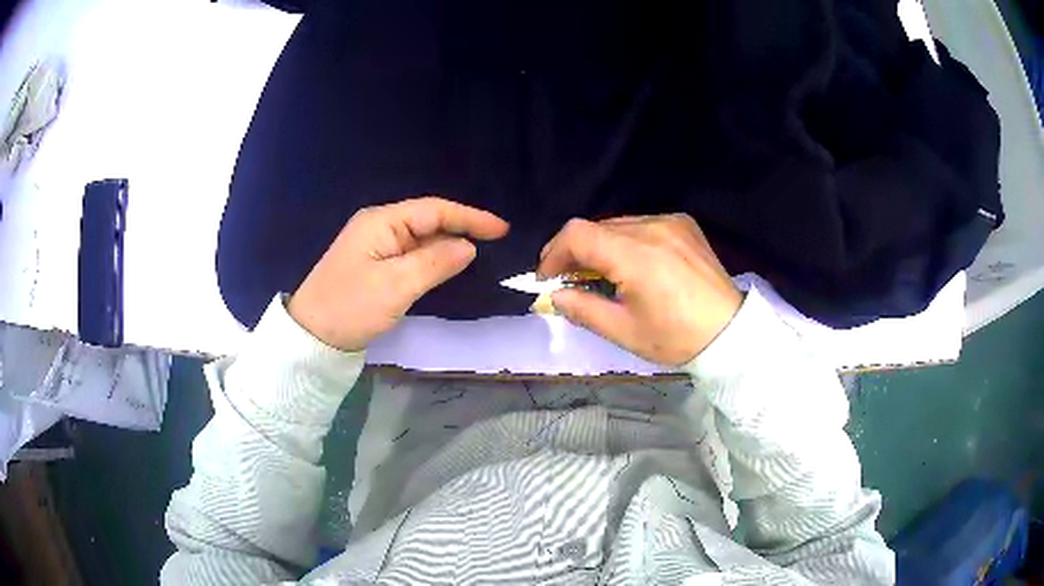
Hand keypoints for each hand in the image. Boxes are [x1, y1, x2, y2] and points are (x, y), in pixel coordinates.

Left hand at [288, 197, 508, 350]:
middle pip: (428, 220)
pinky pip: (411, 254)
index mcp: (381, 222)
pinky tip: (448, 266)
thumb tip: (468, 247)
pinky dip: (432, 259)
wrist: (312, 337)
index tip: (501, 229)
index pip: (433, 210)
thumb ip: (434, 263)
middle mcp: (379, 226)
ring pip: (421, 238)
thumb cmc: (351, 307)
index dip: (470, 217)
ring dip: (448, 244)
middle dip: (461, 227)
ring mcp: (376, 246)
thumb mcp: (395, 286)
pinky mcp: (375, 265)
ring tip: (481, 252)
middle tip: (496, 241)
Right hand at [537, 214, 741, 365]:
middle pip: (595, 227)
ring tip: (603, 275)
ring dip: (600, 246)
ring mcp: (670, 222)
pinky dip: (626, 241)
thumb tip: (554, 296)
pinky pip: (641, 224)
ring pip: (617, 224)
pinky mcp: (683, 224)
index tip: (548, 279)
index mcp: (636, 255)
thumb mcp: (624, 331)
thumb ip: (582, 309)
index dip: (553, 253)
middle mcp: (651, 227)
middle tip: (570, 281)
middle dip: (575, 252)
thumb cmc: (676, 337)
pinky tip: (635, 265)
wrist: (731, 331)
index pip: (577, 234)